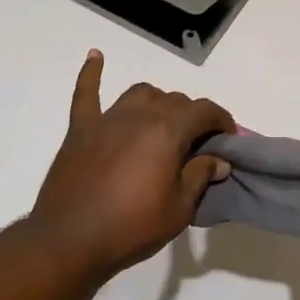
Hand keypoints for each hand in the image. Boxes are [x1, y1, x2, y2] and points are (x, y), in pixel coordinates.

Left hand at [26, 50, 233, 278]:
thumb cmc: (132, 227)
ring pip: (141, 94)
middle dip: (192, 117)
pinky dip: (92, 73)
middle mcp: (139, 115)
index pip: (204, 111)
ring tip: (163, 122)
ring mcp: (107, 119)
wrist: (70, 242)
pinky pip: (86, 93)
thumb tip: (218, 160)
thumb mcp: (179, 209)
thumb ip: (200, 176)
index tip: (228, 138)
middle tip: (197, 145)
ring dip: (158, 102)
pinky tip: (95, 56)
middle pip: (174, 101)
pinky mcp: (81, 129)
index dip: (222, 121)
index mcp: (167, 131)